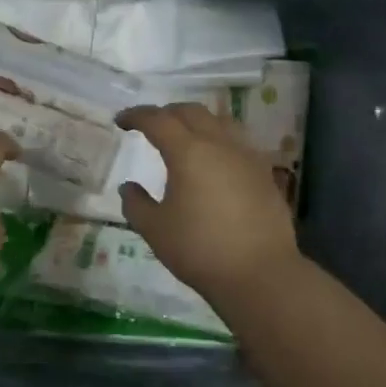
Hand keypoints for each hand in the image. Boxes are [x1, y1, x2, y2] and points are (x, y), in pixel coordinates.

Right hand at [117, 103, 301, 301]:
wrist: (260, 274)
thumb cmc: (200, 249)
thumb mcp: (155, 229)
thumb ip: (136, 204)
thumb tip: (129, 187)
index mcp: (188, 152)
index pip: (158, 120)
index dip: (136, 116)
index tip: (121, 121)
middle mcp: (219, 144)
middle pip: (191, 112)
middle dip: (166, 113)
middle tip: (150, 126)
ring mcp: (247, 156)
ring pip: (220, 121)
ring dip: (197, 121)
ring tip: (185, 137)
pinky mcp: (264, 173)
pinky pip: (238, 142)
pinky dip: (219, 140)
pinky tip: (215, 161)